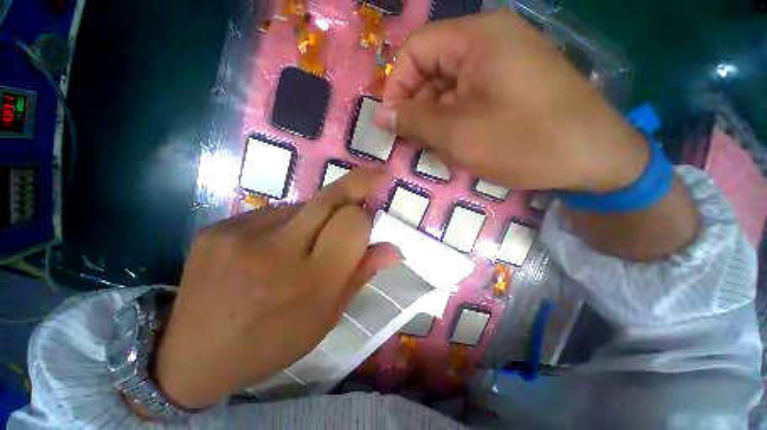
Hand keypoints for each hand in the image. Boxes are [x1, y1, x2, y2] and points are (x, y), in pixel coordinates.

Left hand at [153, 168, 400, 408]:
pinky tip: (274, 245)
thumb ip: (360, 275)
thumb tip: (394, 249)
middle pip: (331, 197)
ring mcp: (241, 234)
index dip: (366, 217)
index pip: (353, 223)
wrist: (191, 356)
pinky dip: (288, 222)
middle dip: (359, 182)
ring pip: (304, 204)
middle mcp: (277, 252)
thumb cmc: (271, 343)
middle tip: (376, 174)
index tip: (373, 213)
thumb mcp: (326, 318)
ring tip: (305, 242)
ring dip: (318, 214)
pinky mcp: (218, 227)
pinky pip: (273, 211)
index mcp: (310, 283)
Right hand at [375, 10, 647, 192]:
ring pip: (449, 89)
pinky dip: (456, 122)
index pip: (416, 50)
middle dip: (419, 109)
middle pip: (433, 70)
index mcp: (477, 38)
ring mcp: (503, 64)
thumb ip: (414, 121)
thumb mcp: (458, 134)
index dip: (397, 86)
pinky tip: (460, 145)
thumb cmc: (523, 142)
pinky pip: (469, 99)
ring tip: (441, 149)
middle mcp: (490, 41)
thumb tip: (380, 115)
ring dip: (438, 120)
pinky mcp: (511, 85)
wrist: (593, 159)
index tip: (392, 122)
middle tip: (416, 143)